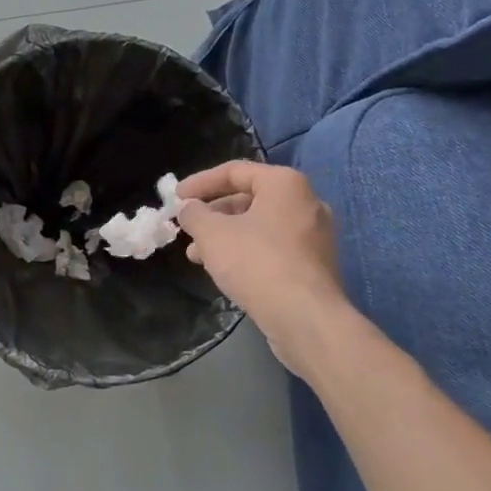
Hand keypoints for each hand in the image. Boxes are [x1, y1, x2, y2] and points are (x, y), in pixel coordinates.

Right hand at [177, 162, 346, 362]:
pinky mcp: (314, 264)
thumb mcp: (212, 234)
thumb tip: (188, 208)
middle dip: (212, 214)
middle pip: (249, 198)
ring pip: (259, 226)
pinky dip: (246, 251)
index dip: (200, 183)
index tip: (175, 198)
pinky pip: (273, 247)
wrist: (305, 319)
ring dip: (225, 236)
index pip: (234, 171)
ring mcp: (314, 235)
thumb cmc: (256, 263)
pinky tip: (223, 270)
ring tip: (196, 255)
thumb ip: (194, 214)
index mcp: (285, 184)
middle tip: (187, 228)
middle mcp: (306, 202)